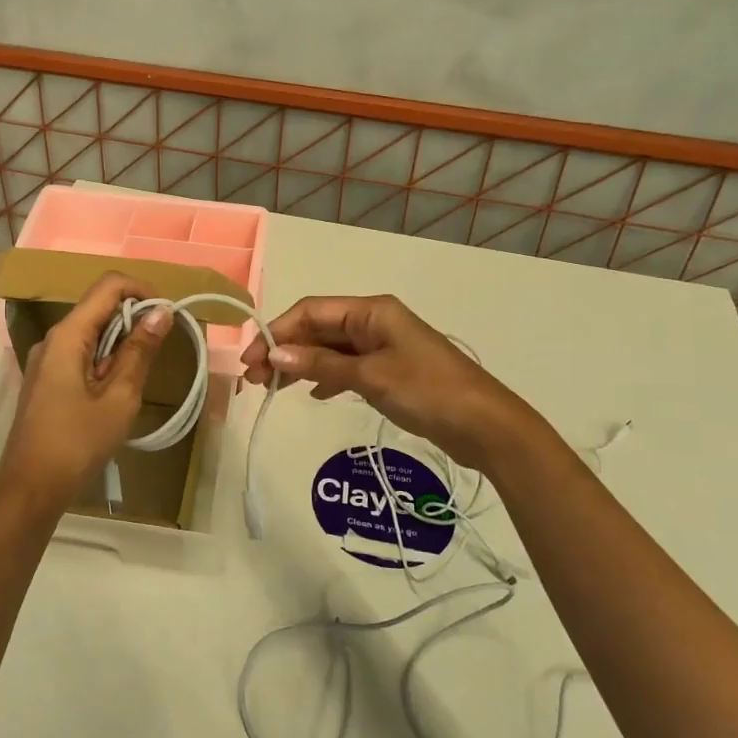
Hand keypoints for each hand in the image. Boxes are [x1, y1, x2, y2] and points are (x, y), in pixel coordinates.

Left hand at [0, 272, 172, 515]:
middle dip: (134, 318)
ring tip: (140, 376)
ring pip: (91, 332)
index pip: (108, 286)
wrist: (30, 489)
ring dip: (120, 342)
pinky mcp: (47, 381)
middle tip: (162, 349)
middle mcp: (53, 339)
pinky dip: (104, 360)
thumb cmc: (77, 443)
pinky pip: (80, 354)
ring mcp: (46, 360)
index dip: (142, 290)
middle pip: (98, 307)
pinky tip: (116, 391)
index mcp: (68, 335)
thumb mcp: (119, 398)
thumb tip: (161, 313)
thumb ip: (139, 351)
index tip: (168, 315)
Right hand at [240, 294, 546, 470]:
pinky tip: (312, 395)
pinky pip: (347, 367)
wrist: (486, 426)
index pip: (311, 311)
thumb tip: (276, 355)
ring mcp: (382, 346)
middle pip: (318, 329)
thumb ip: (322, 365)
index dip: (277, 332)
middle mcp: (374, 322)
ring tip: (272, 388)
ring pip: (330, 349)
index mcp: (371, 311)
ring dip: (301, 365)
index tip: (251, 360)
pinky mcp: (389, 371)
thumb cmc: (429, 391)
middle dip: (285, 349)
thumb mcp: (371, 376)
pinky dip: (326, 378)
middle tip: (254, 379)